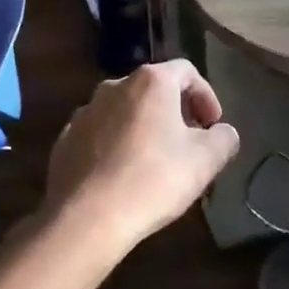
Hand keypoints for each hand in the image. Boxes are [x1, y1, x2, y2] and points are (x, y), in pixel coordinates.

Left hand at [44, 59, 240, 250]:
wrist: (87, 217)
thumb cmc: (154, 179)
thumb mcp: (205, 160)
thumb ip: (223, 138)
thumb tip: (223, 132)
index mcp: (150, 82)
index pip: (186, 72)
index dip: (206, 95)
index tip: (213, 125)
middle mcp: (114, 86)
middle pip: (153, 89)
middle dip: (175, 112)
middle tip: (189, 143)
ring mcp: (84, 112)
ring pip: (124, 111)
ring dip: (143, 128)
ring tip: (155, 161)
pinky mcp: (65, 139)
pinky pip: (100, 134)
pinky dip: (116, 145)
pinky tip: (123, 175)